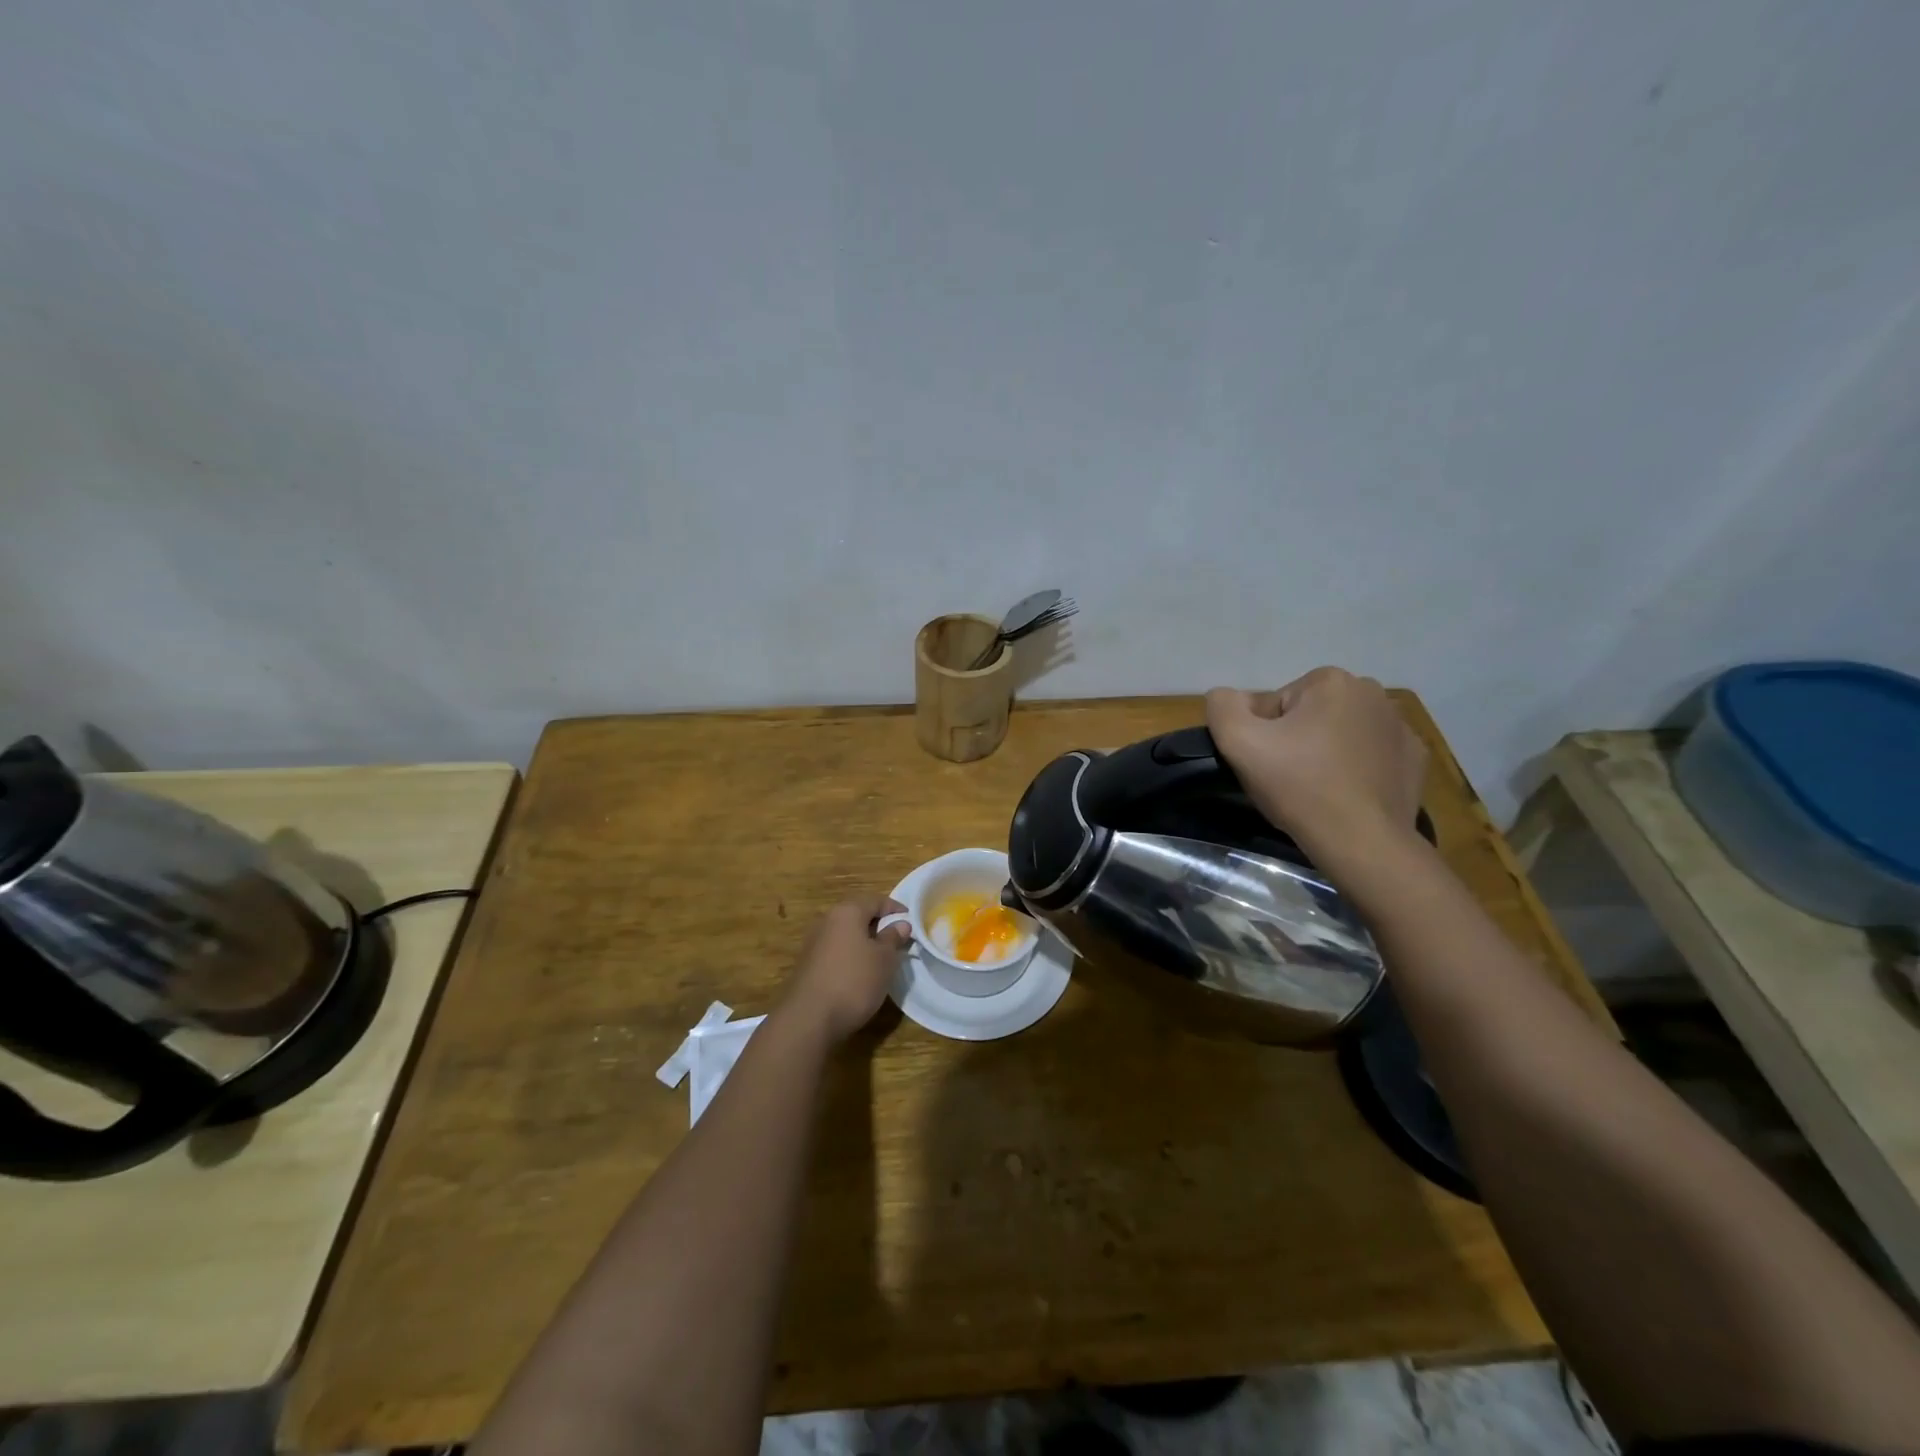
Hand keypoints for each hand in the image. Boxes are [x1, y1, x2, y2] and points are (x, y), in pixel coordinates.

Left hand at [778, 894, 911, 1043]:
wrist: (809, 1018)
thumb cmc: (854, 981)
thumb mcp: (884, 959)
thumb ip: (893, 938)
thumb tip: (900, 924)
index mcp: (847, 912)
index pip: (875, 900)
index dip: (894, 908)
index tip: (910, 921)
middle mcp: (827, 920)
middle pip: (857, 914)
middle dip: (878, 923)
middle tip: (897, 938)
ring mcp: (814, 942)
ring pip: (845, 933)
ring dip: (863, 940)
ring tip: (881, 957)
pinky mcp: (807, 964)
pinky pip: (835, 950)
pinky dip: (850, 954)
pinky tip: (859, 972)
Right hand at [1205, 668, 1426, 864]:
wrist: (1362, 841)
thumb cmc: (1299, 785)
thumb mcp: (1238, 742)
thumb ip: (1223, 706)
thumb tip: (1229, 698)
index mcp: (1330, 681)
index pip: (1277, 704)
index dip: (1263, 735)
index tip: (1268, 764)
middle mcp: (1372, 692)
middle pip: (1311, 715)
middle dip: (1296, 740)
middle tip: (1289, 778)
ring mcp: (1400, 726)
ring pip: (1342, 734)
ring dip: (1326, 753)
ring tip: (1317, 789)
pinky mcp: (1415, 759)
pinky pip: (1373, 755)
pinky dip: (1358, 769)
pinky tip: (1349, 794)